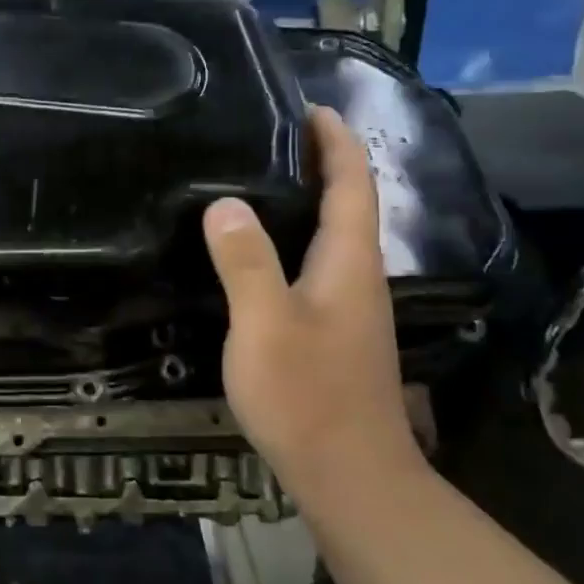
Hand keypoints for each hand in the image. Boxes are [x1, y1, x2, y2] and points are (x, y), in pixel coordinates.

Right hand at [203, 106, 422, 490]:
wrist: (350, 477)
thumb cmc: (308, 396)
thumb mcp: (265, 324)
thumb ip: (246, 262)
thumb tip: (225, 203)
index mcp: (348, 262)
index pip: (352, 183)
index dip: (336, 141)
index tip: (310, 106)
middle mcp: (358, 276)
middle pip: (348, 204)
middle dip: (321, 162)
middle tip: (270, 136)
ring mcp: (351, 308)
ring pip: (333, 236)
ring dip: (309, 200)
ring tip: (258, 181)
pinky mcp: (336, 332)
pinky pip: (318, 265)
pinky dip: (296, 238)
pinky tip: (260, 251)